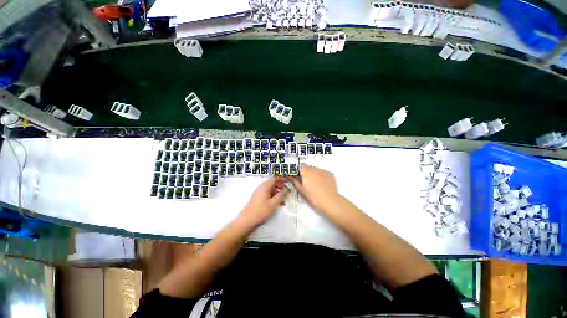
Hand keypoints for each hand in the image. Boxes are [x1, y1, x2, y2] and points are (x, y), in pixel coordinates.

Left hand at [237, 178, 288, 228]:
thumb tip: (286, 189)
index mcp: (264, 186)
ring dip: (277, 192)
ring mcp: (259, 193)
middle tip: (287, 192)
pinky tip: (277, 203)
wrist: (247, 220)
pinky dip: (273, 196)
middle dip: (280, 186)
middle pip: (272, 183)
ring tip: (283, 200)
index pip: (274, 179)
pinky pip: (267, 194)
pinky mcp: (258, 198)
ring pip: (270, 189)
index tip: (288, 182)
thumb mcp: (274, 203)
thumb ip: (281, 195)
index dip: (282, 179)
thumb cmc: (261, 211)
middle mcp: (261, 187)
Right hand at [289, 164, 341, 212]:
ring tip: (316, 185)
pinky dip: (321, 176)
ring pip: (316, 170)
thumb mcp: (301, 190)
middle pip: (308, 167)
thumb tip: (289, 176)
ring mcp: (323, 170)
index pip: (301, 166)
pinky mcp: (330, 174)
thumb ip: (294, 181)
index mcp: (306, 171)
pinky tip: (322, 185)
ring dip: (314, 174)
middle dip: (307, 173)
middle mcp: (314, 168)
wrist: (329, 201)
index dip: (299, 171)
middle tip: (307, 183)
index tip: (299, 177)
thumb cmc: (313, 197)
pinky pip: (323, 173)